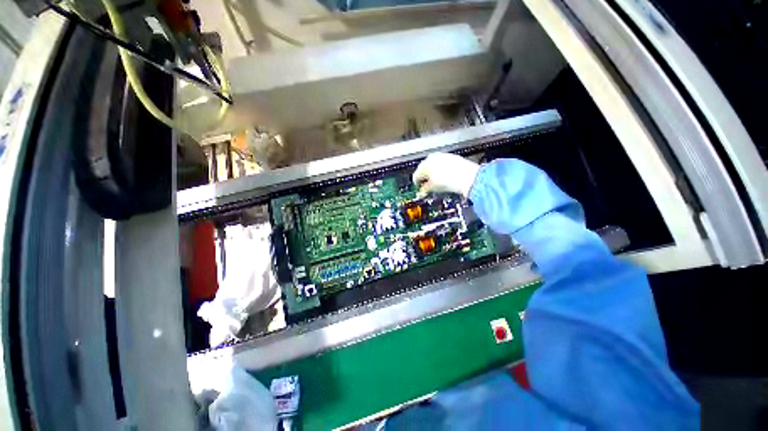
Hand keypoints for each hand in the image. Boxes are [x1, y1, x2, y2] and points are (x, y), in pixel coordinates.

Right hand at [412, 152, 480, 196]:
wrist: (466, 176)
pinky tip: (445, 175)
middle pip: (423, 168)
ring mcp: (441, 156)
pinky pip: (441, 162)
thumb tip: (422, 191)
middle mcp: (431, 158)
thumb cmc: (448, 181)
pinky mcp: (450, 156)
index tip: (419, 188)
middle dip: (424, 177)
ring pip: (432, 164)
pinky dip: (441, 169)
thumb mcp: (433, 188)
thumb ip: (424, 189)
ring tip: (437, 181)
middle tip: (427, 185)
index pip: (416, 175)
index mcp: (423, 166)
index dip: (417, 184)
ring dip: (432, 172)